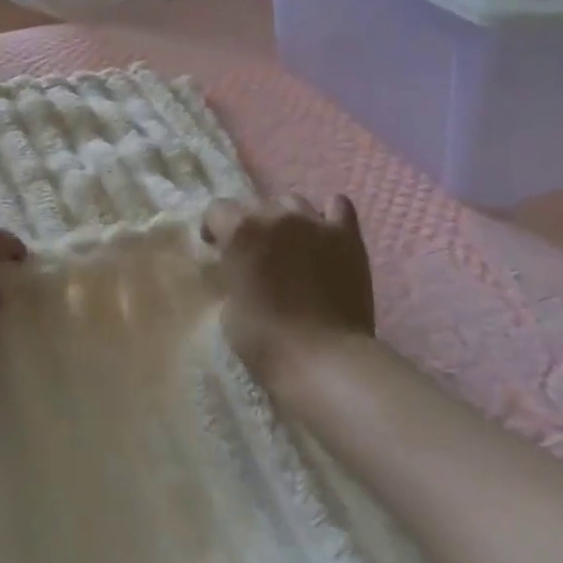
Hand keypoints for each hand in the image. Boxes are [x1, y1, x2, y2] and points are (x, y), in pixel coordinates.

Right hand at [203, 196, 375, 387]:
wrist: (326, 360)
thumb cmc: (265, 340)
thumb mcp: (229, 307)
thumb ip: (233, 275)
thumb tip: (242, 269)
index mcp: (241, 230)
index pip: (217, 210)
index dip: (214, 229)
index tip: (216, 248)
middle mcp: (277, 216)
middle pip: (256, 205)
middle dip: (251, 225)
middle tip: (255, 254)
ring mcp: (315, 223)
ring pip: (294, 202)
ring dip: (286, 219)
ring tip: (290, 245)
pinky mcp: (348, 237)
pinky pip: (338, 206)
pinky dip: (327, 216)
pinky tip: (324, 233)